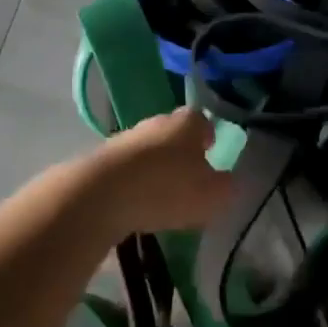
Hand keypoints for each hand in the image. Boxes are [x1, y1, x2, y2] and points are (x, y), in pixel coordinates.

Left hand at [75, 106, 233, 237]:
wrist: (100, 195)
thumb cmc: (167, 188)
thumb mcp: (212, 195)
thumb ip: (226, 187)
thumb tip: (227, 182)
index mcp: (188, 122)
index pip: (204, 123)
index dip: (209, 139)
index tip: (211, 157)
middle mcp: (157, 121)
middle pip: (174, 134)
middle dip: (182, 154)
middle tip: (188, 181)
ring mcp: (126, 138)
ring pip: (149, 151)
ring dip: (156, 169)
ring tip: (161, 199)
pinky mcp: (101, 159)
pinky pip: (127, 169)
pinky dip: (133, 183)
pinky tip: (135, 205)